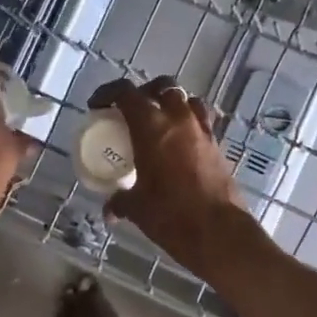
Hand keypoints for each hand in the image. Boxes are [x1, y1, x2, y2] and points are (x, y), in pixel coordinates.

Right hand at [87, 77, 249, 276]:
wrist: (219, 231)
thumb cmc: (171, 214)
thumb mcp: (137, 207)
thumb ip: (120, 202)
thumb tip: (110, 210)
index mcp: (151, 126)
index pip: (126, 92)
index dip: (108, 93)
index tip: (98, 105)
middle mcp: (178, 119)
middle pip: (162, 86)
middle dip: (144, 92)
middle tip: (132, 110)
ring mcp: (202, 130)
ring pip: (186, 99)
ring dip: (171, 103)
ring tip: (159, 121)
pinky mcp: (217, 145)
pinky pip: (201, 120)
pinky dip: (189, 122)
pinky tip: (180, 142)